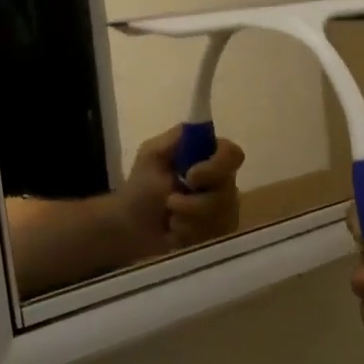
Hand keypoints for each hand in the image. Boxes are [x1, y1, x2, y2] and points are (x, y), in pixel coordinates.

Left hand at [117, 128, 245, 259]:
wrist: (130, 228)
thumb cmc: (141, 188)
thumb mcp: (152, 154)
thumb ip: (177, 139)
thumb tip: (204, 129)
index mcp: (209, 157)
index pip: (233, 155)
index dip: (217, 166)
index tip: (191, 176)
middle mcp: (223, 181)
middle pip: (229, 191)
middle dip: (195, 203)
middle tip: (170, 203)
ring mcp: (225, 210)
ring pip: (222, 217)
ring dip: (188, 220)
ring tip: (170, 220)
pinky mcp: (220, 234)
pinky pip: (217, 235)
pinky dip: (191, 235)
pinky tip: (177, 233)